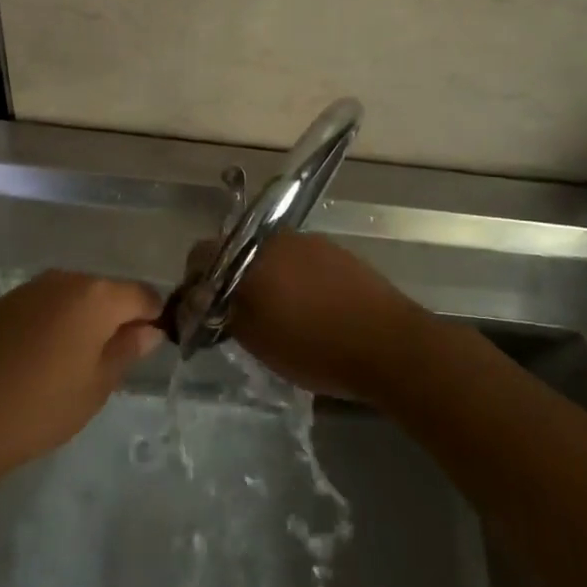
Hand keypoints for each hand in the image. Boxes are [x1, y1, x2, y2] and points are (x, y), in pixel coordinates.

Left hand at [0, 270, 163, 481]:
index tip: (149, 347)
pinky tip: (43, 357)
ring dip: (84, 320)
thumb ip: (127, 349)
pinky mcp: (6, 301)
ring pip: (75, 296)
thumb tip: (150, 329)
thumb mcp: (97, 385)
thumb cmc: (41, 406)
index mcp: (96, 295)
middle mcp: (66, 279)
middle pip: (107, 291)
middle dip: (117, 318)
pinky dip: (55, 322)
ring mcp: (32, 287)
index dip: (153, 318)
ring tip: (75, 362)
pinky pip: (46, 304)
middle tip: (111, 361)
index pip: (143, 295)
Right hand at [220, 233, 427, 402]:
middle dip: (233, 276)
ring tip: (279, 312)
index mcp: (248, 256)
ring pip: (272, 254)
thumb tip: (205, 299)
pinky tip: (310, 307)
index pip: (202, 253)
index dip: (196, 279)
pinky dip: (296, 277)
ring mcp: (309, 241)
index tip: (203, 306)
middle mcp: (275, 238)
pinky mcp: (336, 251)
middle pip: (238, 250)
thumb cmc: (315, 347)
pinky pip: (301, 259)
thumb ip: (224, 313)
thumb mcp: (255, 340)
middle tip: (239, 311)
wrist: (389, 344)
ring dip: (267, 276)